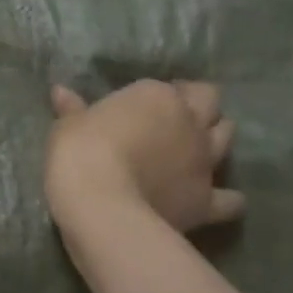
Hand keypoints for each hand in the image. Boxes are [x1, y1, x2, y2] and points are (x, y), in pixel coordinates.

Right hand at [44, 79, 245, 237]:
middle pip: (210, 101)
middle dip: (200, 105)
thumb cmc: (80, 154)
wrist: (103, 207)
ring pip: (228, 137)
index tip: (142, 105)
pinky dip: (229, 199)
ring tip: (198, 148)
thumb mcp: (67, 127)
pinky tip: (218, 199)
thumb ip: (72, 109)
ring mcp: (204, 161)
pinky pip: (232, 199)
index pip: (168, 86)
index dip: (160, 94)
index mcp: (156, 97)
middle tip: (178, 117)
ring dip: (217, 138)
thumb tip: (60, 91)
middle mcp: (189, 122)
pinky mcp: (208, 200)